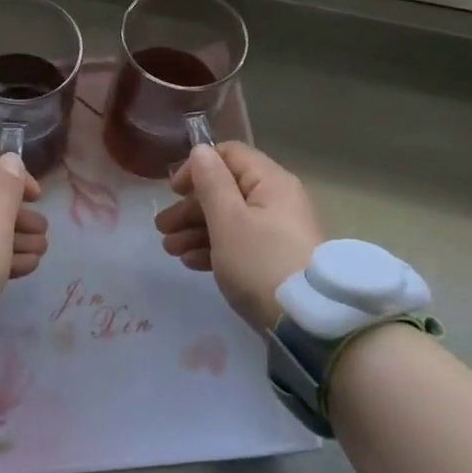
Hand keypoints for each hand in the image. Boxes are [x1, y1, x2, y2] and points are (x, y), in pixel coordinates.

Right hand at [155, 141, 322, 332]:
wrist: (309, 322)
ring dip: (196, 230)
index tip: (174, 191)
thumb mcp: (228, 220)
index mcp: (270, 182)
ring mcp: (278, 231)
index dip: (198, 167)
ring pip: (229, 219)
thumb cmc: (261, 262)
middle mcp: (276, 200)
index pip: (229, 155)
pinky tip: (191, 262)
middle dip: (190, 207)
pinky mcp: (275, 259)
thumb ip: (210, 183)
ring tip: (170, 250)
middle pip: (226, 190)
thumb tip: (200, 150)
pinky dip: (214, 248)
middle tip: (162, 228)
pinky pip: (239, 243)